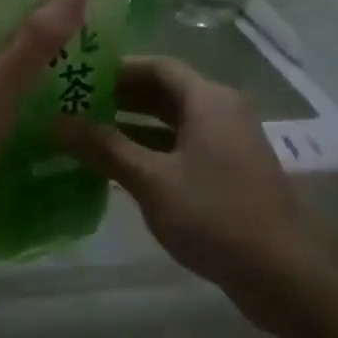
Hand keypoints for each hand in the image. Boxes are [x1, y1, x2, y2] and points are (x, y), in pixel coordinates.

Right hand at [57, 56, 321, 328]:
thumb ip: (105, 148)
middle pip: (167, 91)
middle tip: (76, 106)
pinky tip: (121, 167)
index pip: (157, 66)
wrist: (279, 270)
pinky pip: (186, 146)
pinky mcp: (231, 170)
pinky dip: (154, 149)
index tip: (80, 77)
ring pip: (176, 121)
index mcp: (208, 99)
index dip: (117, 69)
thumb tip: (59, 122)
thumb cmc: (213, 215)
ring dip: (135, 125)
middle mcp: (223, 110)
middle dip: (122, 97)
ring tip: (89, 134)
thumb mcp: (152, 181)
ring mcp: (230, 141)